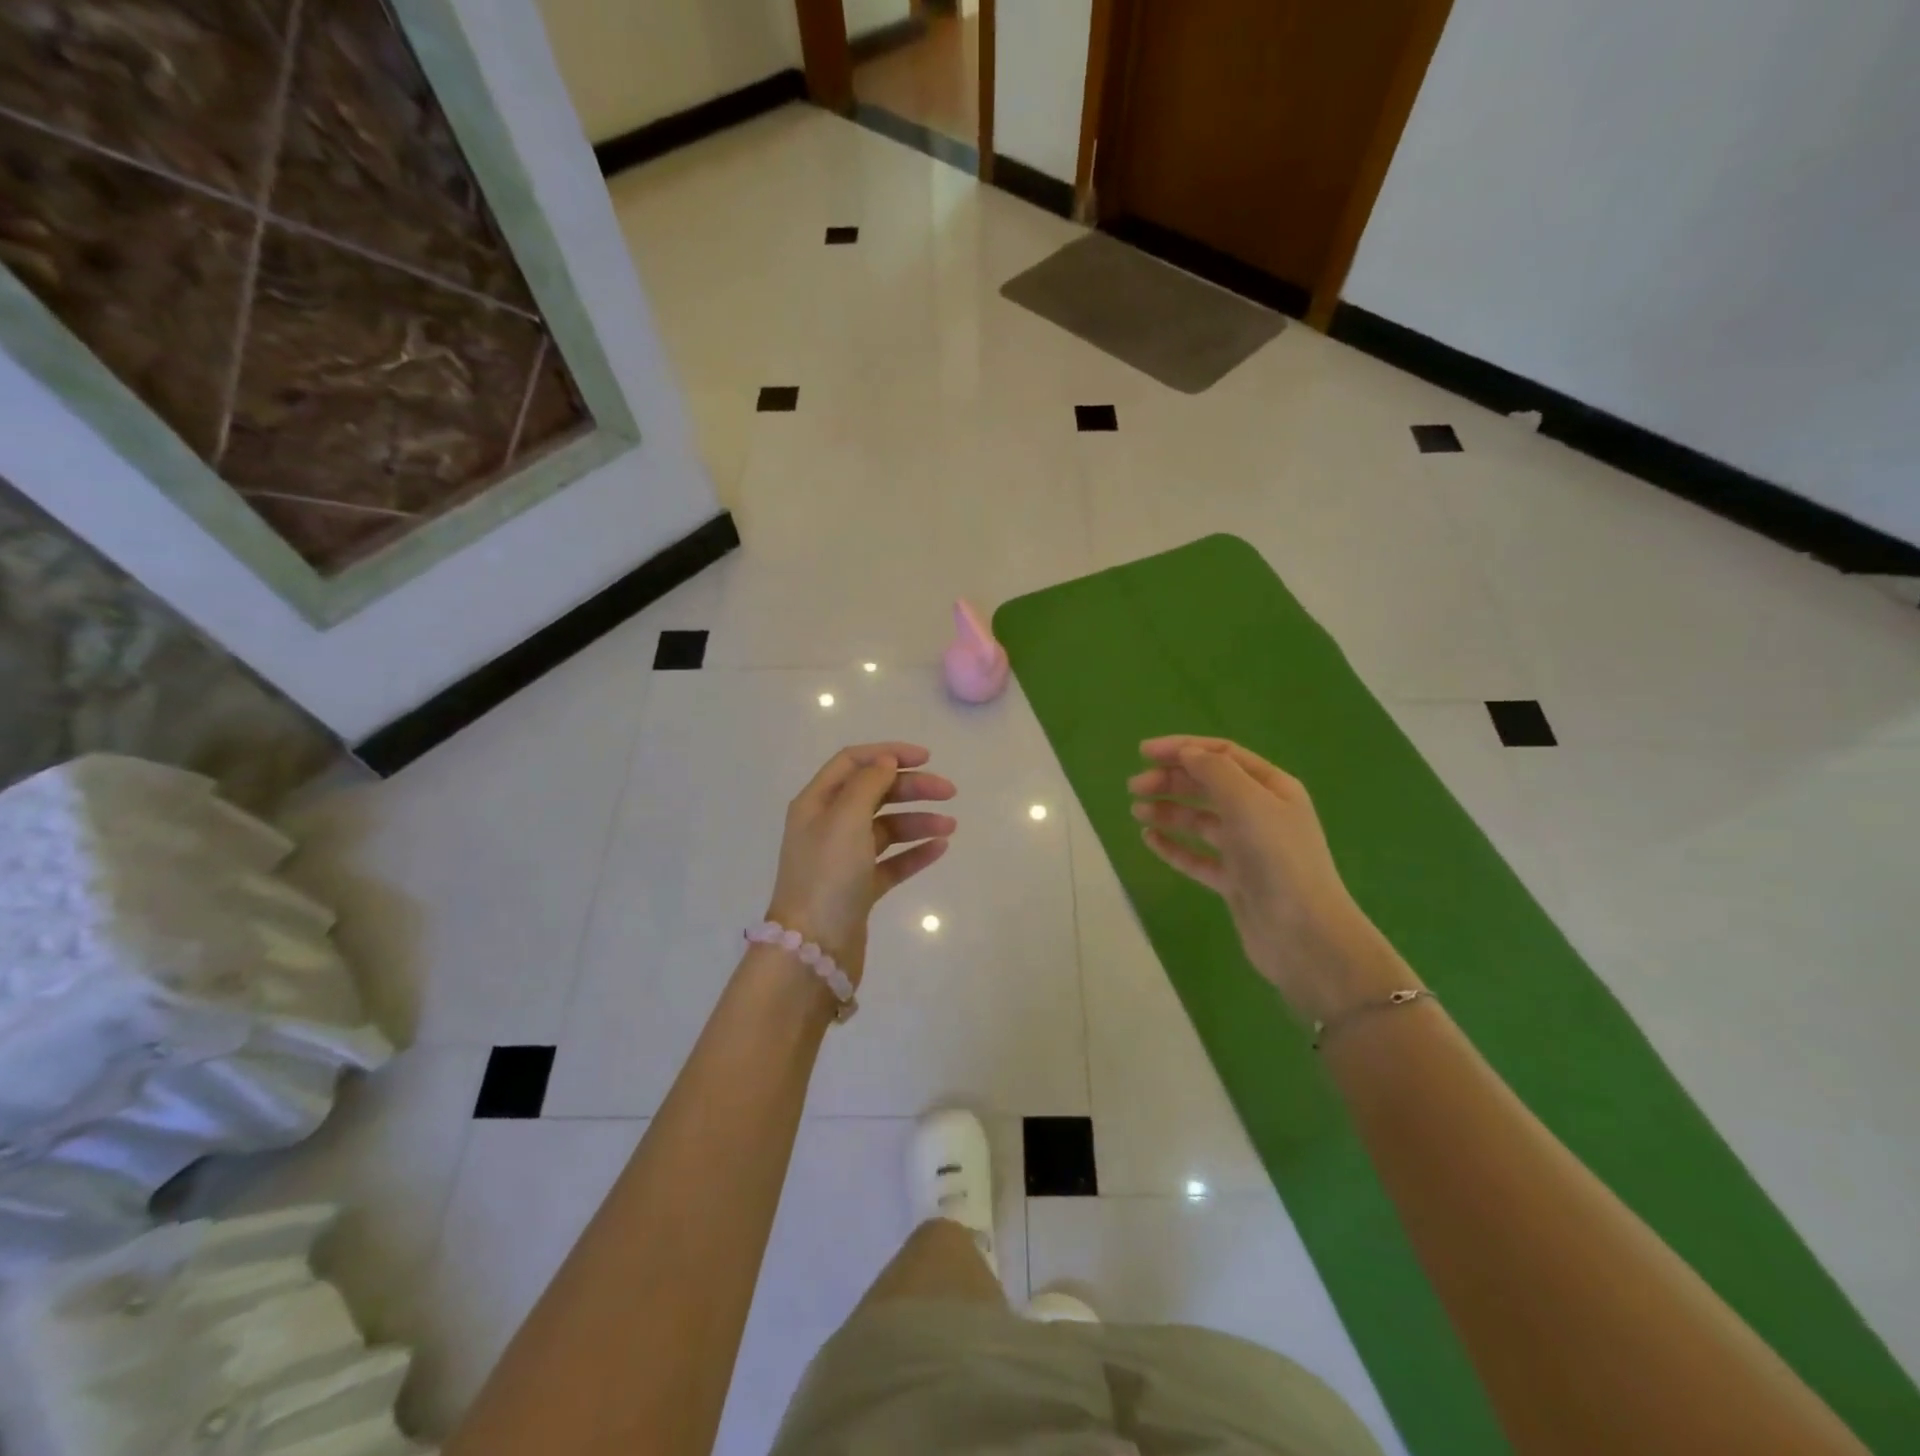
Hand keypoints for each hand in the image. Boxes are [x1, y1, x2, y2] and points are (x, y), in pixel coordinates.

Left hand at [765, 742, 956, 985]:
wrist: (813, 950)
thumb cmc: (827, 876)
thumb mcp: (846, 819)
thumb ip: (868, 784)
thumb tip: (886, 762)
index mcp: (816, 803)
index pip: (852, 762)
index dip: (888, 754)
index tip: (926, 758)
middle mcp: (827, 826)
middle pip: (874, 793)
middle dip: (911, 788)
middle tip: (949, 792)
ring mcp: (844, 858)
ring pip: (886, 828)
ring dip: (918, 821)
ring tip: (950, 826)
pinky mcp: (859, 888)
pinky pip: (892, 861)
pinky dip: (915, 852)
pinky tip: (940, 848)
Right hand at [1129, 736, 1412, 1023]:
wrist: (1303, 935)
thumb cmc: (1278, 859)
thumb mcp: (1248, 802)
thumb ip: (1214, 771)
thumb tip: (1187, 753)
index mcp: (1271, 788)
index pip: (1222, 754)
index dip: (1183, 748)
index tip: (1143, 752)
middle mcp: (1260, 813)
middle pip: (1208, 785)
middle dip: (1171, 780)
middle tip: (1134, 787)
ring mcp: (1247, 849)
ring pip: (1200, 820)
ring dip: (1168, 810)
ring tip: (1137, 811)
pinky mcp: (1234, 880)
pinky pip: (1196, 856)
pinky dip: (1173, 845)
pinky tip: (1149, 839)